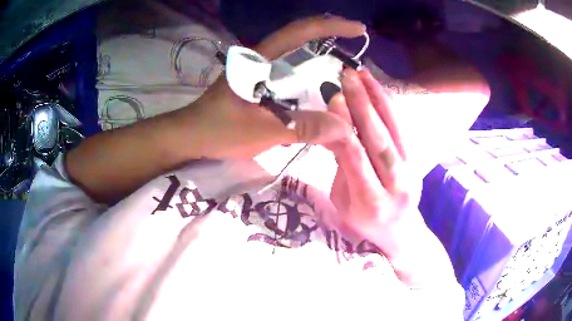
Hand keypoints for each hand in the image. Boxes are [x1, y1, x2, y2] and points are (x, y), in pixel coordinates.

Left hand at [184, 16, 364, 157]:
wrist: (190, 136)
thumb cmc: (220, 130)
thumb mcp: (262, 130)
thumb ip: (302, 127)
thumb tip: (344, 128)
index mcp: (261, 59)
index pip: (301, 32)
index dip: (332, 26)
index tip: (358, 29)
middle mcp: (262, 58)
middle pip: (302, 41)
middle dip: (331, 42)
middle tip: (357, 57)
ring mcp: (259, 71)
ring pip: (297, 60)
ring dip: (321, 64)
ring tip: (345, 79)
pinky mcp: (258, 85)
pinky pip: (289, 78)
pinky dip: (308, 82)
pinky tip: (319, 96)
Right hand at [325, 68, 421, 243]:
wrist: (401, 232)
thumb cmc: (364, 223)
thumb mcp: (343, 204)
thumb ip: (341, 168)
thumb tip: (333, 129)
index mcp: (370, 202)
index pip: (356, 158)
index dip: (344, 127)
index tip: (332, 99)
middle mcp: (395, 184)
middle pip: (380, 139)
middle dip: (362, 105)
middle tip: (347, 77)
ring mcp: (410, 170)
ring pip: (395, 129)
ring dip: (378, 98)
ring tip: (363, 74)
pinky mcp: (415, 160)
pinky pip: (402, 129)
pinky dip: (389, 106)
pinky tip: (377, 88)